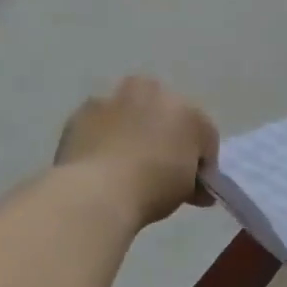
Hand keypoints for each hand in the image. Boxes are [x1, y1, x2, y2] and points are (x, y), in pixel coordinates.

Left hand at [56, 77, 218, 225]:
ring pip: (132, 112)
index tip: (193, 182)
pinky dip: (104, 136)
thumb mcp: (188, 189)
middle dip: (167, 135)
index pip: (205, 135)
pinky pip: (102, 123)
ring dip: (133, 129)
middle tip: (161, 166)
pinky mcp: (82, 111)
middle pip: (168, 115)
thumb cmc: (154, 187)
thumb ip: (193, 178)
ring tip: (127, 163)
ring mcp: (116, 99)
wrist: (95, 192)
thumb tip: (194, 187)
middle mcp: (156, 94)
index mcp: (191, 112)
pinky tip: (102, 161)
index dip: (201, 160)